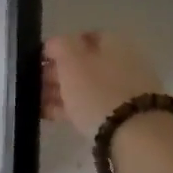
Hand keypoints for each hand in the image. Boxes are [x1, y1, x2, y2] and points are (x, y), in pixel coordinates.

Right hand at [42, 31, 163, 137]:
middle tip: (35, 84)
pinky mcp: (124, 116)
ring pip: (87, 87)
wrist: (136, 136)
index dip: (58, 48)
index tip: (40, 62)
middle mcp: (123, 62)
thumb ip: (60, 46)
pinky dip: (72, 109)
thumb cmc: (98, 92)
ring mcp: (126, 90)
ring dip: (62, 93)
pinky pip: (93, 107)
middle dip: (59, 73)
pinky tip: (52, 115)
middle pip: (84, 64)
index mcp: (114, 43)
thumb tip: (54, 44)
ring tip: (38, 103)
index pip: (82, 37)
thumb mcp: (72, 62)